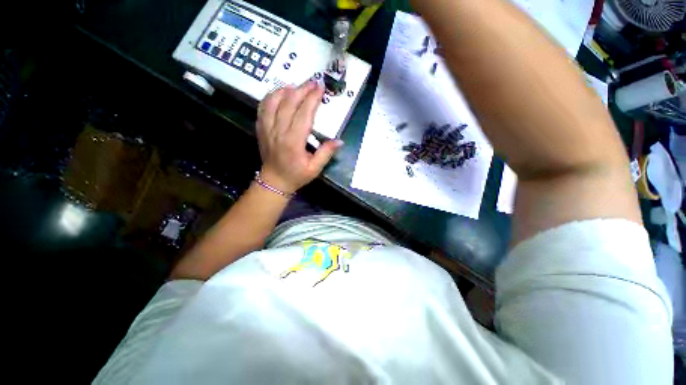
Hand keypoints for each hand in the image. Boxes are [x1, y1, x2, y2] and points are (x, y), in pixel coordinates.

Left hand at [257, 80, 342, 193]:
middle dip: (302, 90)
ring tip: (296, 86)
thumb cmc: (296, 176)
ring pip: (273, 102)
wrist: (274, 181)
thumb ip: (326, 153)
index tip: (320, 88)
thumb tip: (339, 141)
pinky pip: (263, 107)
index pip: (304, 114)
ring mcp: (267, 129)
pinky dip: (271, 97)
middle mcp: (278, 132)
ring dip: (285, 90)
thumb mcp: (315, 168)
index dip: (312, 99)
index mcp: (293, 142)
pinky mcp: (261, 129)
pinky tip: (279, 93)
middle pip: (289, 103)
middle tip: (313, 82)